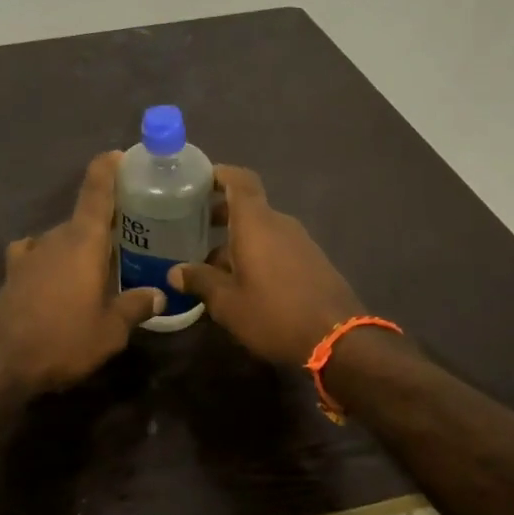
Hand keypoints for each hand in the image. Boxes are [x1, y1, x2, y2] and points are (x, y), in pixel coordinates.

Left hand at [0, 152, 165, 393]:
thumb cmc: (62, 339)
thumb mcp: (110, 331)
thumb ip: (135, 307)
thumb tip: (158, 294)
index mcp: (83, 241)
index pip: (96, 191)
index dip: (108, 168)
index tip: (120, 155)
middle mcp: (55, 238)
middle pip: (84, 218)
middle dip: (107, 222)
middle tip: (133, 234)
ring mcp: (30, 253)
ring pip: (63, 238)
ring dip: (81, 245)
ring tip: (101, 263)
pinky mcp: (13, 272)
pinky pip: (39, 254)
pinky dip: (53, 259)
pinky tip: (58, 276)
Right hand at [169, 165, 364, 366]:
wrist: (339, 340)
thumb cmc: (274, 313)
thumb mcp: (227, 303)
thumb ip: (200, 281)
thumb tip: (174, 272)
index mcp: (256, 223)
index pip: (240, 180)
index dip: (219, 174)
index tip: (198, 181)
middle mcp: (279, 224)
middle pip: (247, 208)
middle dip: (220, 215)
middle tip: (192, 230)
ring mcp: (300, 242)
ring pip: (261, 231)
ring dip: (236, 241)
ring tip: (210, 266)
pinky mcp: (312, 262)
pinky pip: (276, 247)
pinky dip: (256, 254)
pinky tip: (241, 283)